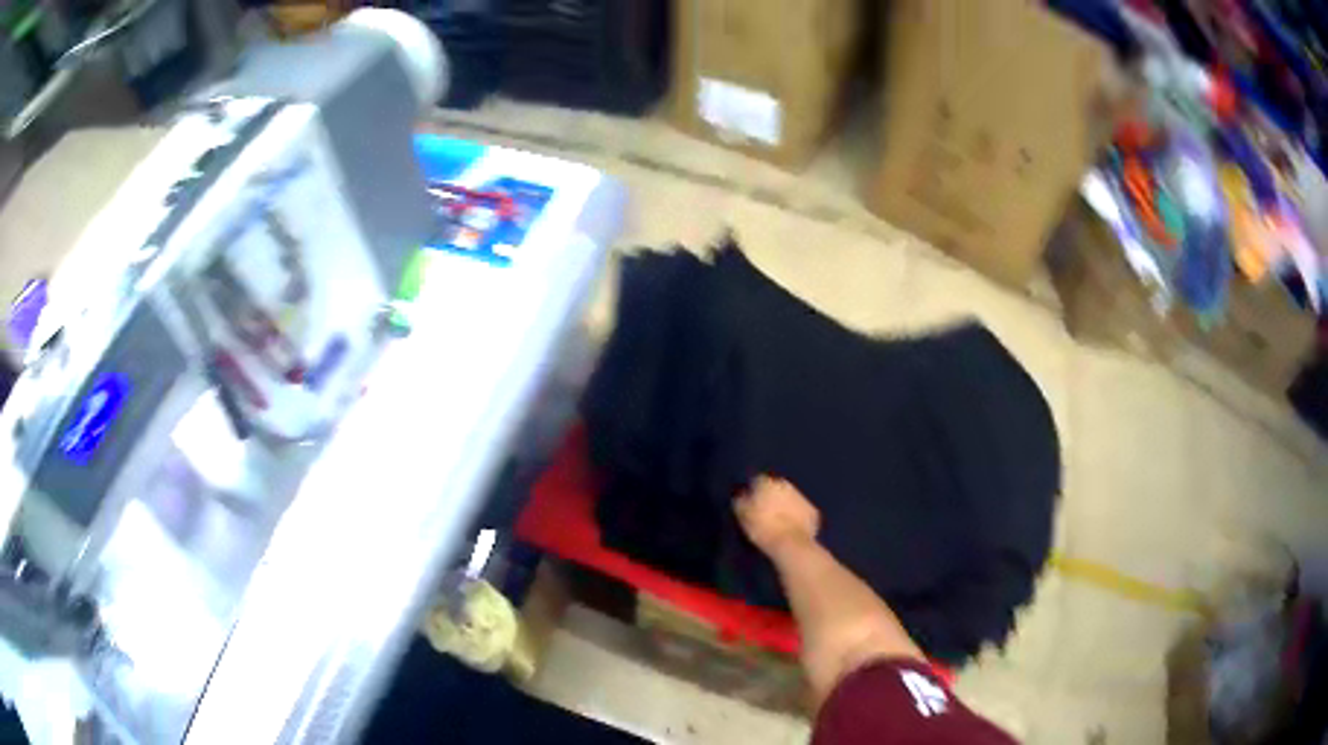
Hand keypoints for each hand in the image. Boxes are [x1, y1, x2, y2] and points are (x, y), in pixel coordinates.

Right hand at [733, 475, 819, 557]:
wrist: (790, 544)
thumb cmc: (762, 528)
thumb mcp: (742, 515)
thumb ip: (741, 501)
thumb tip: (742, 494)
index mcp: (767, 483)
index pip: (757, 480)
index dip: (754, 491)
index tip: (751, 502)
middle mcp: (786, 485)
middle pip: (776, 487)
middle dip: (772, 496)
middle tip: (765, 512)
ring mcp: (802, 497)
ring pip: (791, 498)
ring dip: (785, 506)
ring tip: (779, 522)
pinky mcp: (813, 512)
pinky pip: (802, 511)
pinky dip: (797, 517)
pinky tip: (792, 529)